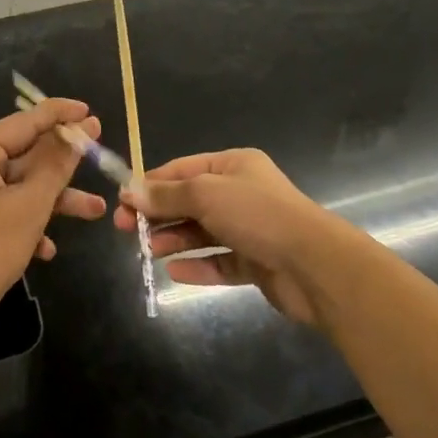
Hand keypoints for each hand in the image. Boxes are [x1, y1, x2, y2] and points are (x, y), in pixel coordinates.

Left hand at [0, 99, 108, 331]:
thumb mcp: (29, 207)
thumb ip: (56, 166)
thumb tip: (78, 130)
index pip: (25, 121)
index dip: (60, 115)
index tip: (90, 111)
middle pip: (22, 155)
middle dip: (63, 168)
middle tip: (99, 159)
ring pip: (15, 186)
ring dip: (51, 200)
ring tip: (95, 212)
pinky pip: (0, 208)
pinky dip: (25, 221)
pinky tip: (47, 249)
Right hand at [115, 148, 342, 323]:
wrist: (315, 265)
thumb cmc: (257, 215)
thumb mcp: (205, 195)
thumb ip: (167, 196)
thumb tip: (130, 191)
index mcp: (233, 166)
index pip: (182, 170)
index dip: (151, 184)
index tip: (122, 200)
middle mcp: (241, 193)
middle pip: (190, 201)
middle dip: (158, 214)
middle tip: (125, 228)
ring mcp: (250, 229)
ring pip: (202, 232)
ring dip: (174, 239)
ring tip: (147, 250)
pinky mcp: (256, 263)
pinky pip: (219, 262)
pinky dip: (197, 266)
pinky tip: (174, 271)